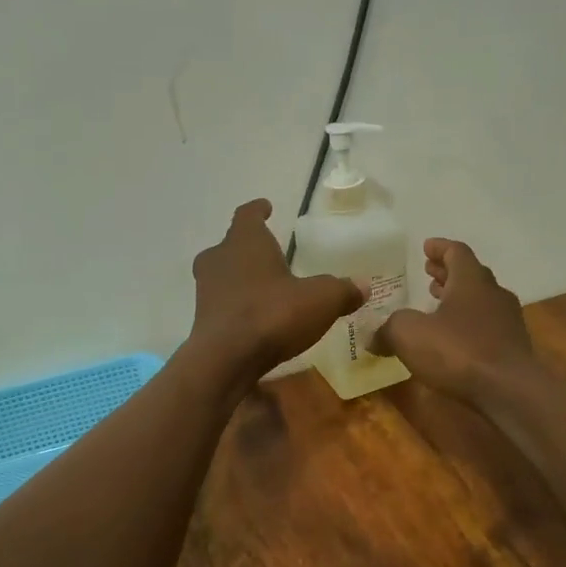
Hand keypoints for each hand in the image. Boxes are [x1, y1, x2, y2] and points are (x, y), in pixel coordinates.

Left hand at [188, 200, 362, 381]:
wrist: (225, 360)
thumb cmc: (272, 314)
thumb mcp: (320, 300)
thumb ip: (342, 290)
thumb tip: (362, 286)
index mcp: (245, 241)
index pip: (248, 214)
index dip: (258, 210)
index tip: (266, 207)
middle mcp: (218, 259)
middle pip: (231, 245)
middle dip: (249, 248)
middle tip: (269, 253)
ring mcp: (206, 290)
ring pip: (223, 275)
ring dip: (241, 279)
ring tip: (265, 288)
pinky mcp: (203, 320)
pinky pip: (223, 304)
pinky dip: (237, 307)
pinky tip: (256, 319)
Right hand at [378, 238, 538, 406]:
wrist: (509, 391)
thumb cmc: (458, 351)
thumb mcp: (408, 334)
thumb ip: (388, 329)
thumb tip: (373, 336)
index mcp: (471, 281)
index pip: (457, 252)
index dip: (440, 248)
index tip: (426, 247)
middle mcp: (494, 294)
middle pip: (471, 275)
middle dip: (448, 273)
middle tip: (429, 274)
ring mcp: (507, 321)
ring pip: (481, 301)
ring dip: (459, 299)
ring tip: (438, 305)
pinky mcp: (512, 348)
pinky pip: (486, 326)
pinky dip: (468, 324)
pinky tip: (453, 339)